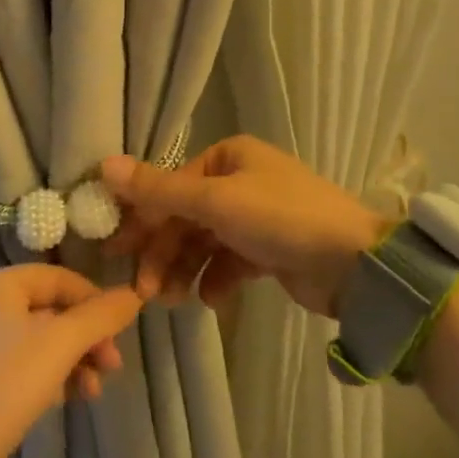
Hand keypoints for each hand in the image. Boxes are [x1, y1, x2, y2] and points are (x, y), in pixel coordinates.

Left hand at [0, 265, 142, 457]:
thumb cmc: (2, 388)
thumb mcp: (59, 345)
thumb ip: (100, 316)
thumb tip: (135, 292)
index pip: (59, 277)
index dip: (94, 300)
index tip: (121, 331)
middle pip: (51, 309)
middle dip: (87, 336)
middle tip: (113, 366)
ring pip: (41, 342)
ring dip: (75, 361)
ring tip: (94, 391)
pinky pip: (25, 367)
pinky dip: (52, 378)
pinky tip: (69, 400)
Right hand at [101, 136, 389, 317]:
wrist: (354, 264)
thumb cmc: (281, 219)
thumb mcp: (215, 201)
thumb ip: (159, 189)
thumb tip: (104, 165)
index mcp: (229, 157)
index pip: (172, 185)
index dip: (142, 218)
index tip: (115, 251)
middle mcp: (240, 181)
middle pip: (185, 216)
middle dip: (162, 252)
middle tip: (142, 289)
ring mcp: (255, 217)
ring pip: (204, 243)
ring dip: (183, 270)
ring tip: (171, 300)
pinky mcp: (268, 250)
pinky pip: (228, 262)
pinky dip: (215, 280)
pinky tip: (211, 298)